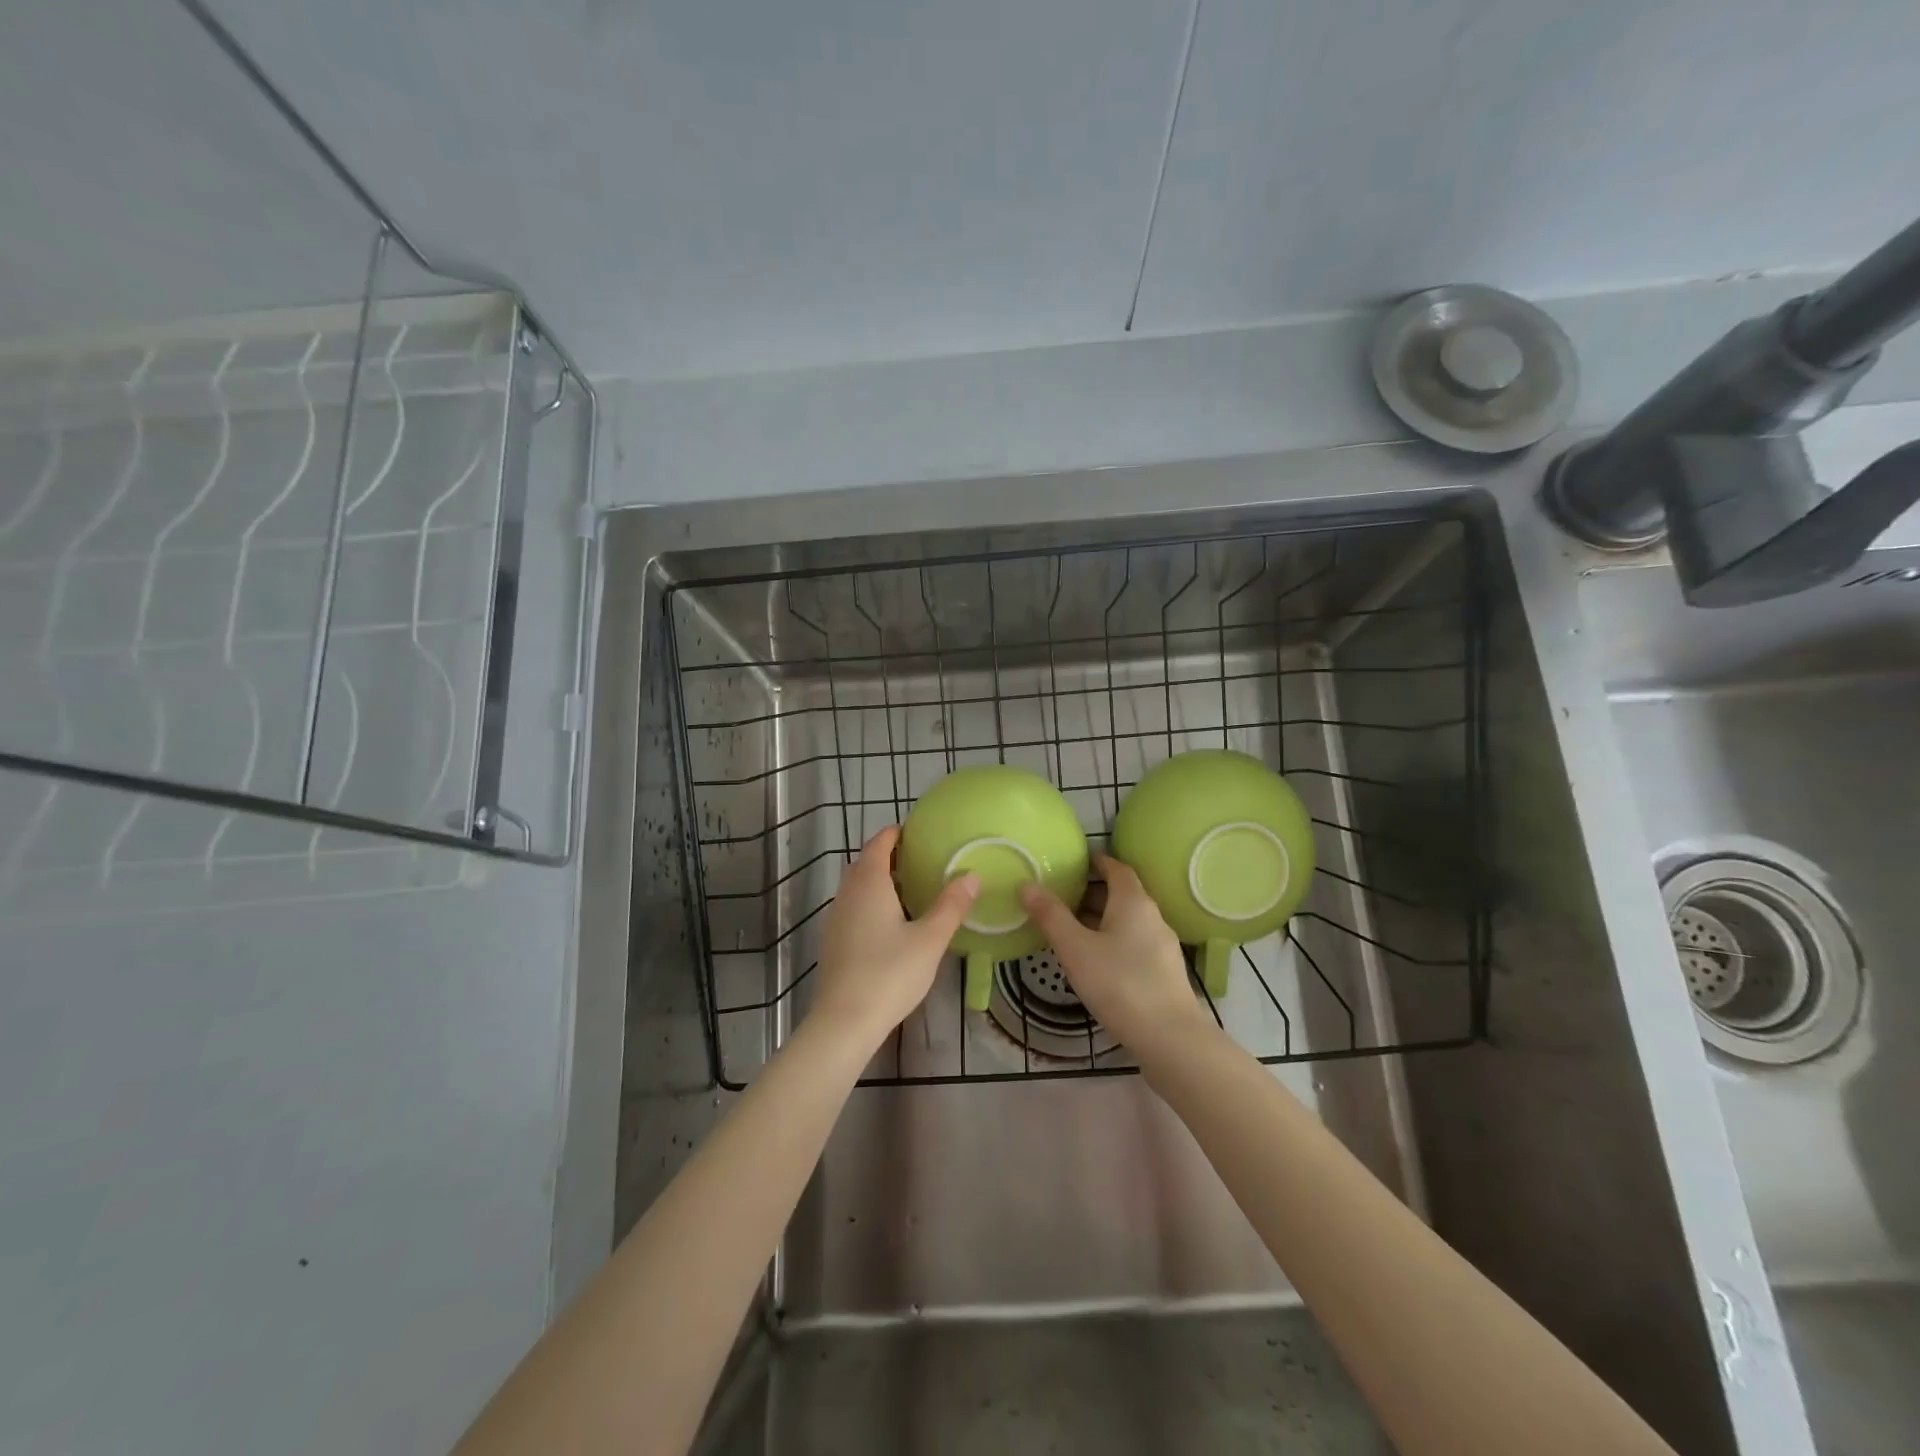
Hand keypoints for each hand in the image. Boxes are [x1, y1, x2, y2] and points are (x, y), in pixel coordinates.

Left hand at [810, 826, 978, 1049]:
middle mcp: (847, 894)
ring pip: (856, 887)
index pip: (879, 844)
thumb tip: (971, 875)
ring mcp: (835, 918)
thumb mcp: (930, 939)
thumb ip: (951, 906)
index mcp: (869, 883)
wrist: (844, 1022)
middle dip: (888, 856)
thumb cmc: (889, 974)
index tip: (916, 831)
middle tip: (919, 860)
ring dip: (878, 881)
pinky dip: (870, 903)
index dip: (895, 833)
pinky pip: (853, 908)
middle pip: (865, 863)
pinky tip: (890, 924)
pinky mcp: (832, 942)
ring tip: (909, 890)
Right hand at [1019, 855, 1211, 1056]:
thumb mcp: (1076, 949)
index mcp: (1133, 902)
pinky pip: (1134, 943)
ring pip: (1127, 921)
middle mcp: (1152, 916)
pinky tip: (1094, 962)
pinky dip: (1112, 941)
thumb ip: (1050, 916)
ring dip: (1101, 919)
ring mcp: (1162, 946)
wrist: (1170, 1039)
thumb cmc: (1119, 984)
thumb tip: (1026, 884)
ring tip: (1070, 930)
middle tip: (1060, 897)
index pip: (1117, 868)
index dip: (1096, 862)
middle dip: (1092, 893)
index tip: (1074, 863)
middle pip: (1122, 894)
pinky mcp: (1164, 972)